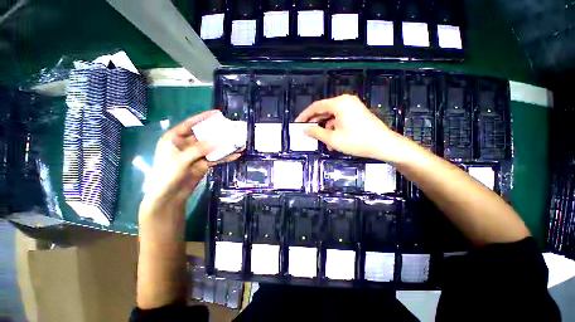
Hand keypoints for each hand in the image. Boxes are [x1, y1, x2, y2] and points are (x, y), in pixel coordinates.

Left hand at [140, 110, 241, 217]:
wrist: (169, 196)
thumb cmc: (167, 175)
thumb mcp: (181, 159)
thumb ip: (200, 148)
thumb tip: (219, 138)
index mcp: (175, 138)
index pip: (190, 124)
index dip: (203, 117)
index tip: (217, 113)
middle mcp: (186, 144)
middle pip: (205, 135)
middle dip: (218, 132)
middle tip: (232, 128)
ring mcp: (196, 155)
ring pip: (213, 147)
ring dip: (225, 145)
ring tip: (238, 141)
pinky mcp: (203, 164)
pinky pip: (216, 158)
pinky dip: (225, 157)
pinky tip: (236, 155)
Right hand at [295, 95, 408, 161]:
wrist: (384, 145)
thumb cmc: (357, 141)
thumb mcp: (332, 138)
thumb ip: (316, 132)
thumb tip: (303, 129)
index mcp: (339, 103)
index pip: (316, 106)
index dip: (305, 115)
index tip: (297, 124)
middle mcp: (345, 101)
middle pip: (324, 111)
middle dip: (315, 123)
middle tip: (306, 133)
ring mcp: (352, 107)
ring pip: (331, 117)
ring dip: (325, 129)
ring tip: (321, 141)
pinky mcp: (356, 114)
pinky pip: (339, 119)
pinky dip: (334, 129)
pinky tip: (332, 141)